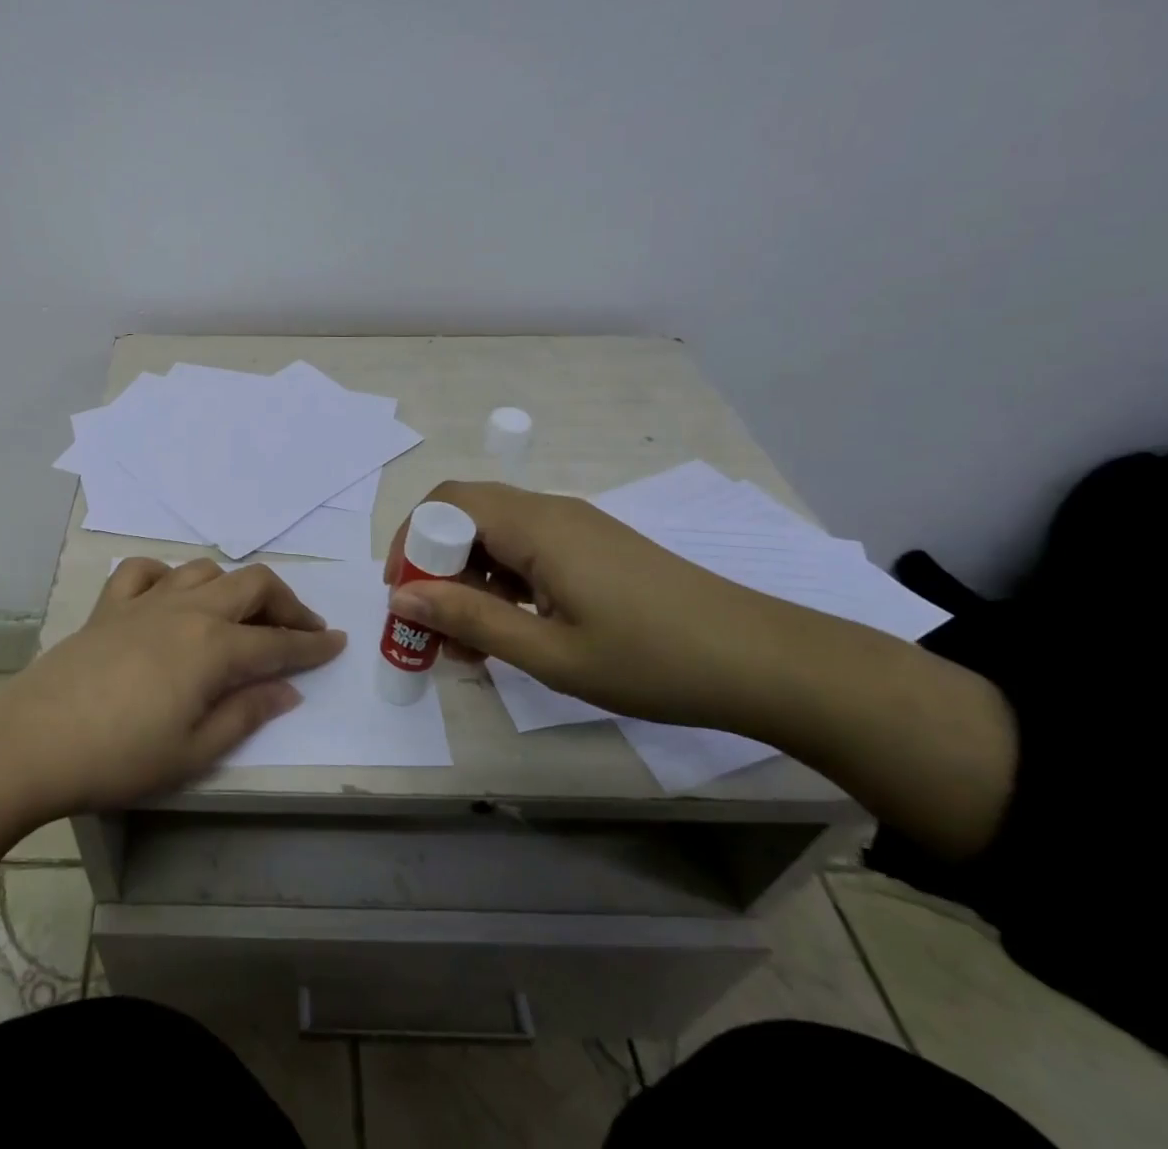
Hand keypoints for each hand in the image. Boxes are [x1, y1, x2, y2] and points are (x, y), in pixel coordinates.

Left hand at [0, 559, 345, 818]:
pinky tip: (170, 596)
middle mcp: (187, 609)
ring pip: (205, 570)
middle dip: (286, 604)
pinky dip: (167, 575)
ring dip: (233, 587)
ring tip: (241, 614)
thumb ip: (247, 712)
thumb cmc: (120, 757)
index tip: (338, 643)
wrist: (34, 741)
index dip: (313, 644)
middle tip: (302, 629)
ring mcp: (147, 601)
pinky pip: (145, 570)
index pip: (278, 641)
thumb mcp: (195, 750)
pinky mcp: (111, 604)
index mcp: (214, 647)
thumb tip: (287, 689)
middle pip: (252, 585)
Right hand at [385, 482, 827, 729]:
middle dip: (436, 564)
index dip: (410, 542)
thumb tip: (401, 599)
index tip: (403, 597)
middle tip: (434, 624)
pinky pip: (528, 548)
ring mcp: (577, 527)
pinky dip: (503, 581)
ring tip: (474, 642)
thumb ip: (470, 621)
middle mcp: (551, 512)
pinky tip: (516, 629)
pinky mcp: (595, 546)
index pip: (446, 504)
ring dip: (470, 577)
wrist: (766, 662)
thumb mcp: (550, 654)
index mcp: (535, 527)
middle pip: (467, 514)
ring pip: (496, 534)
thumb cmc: (653, 661)